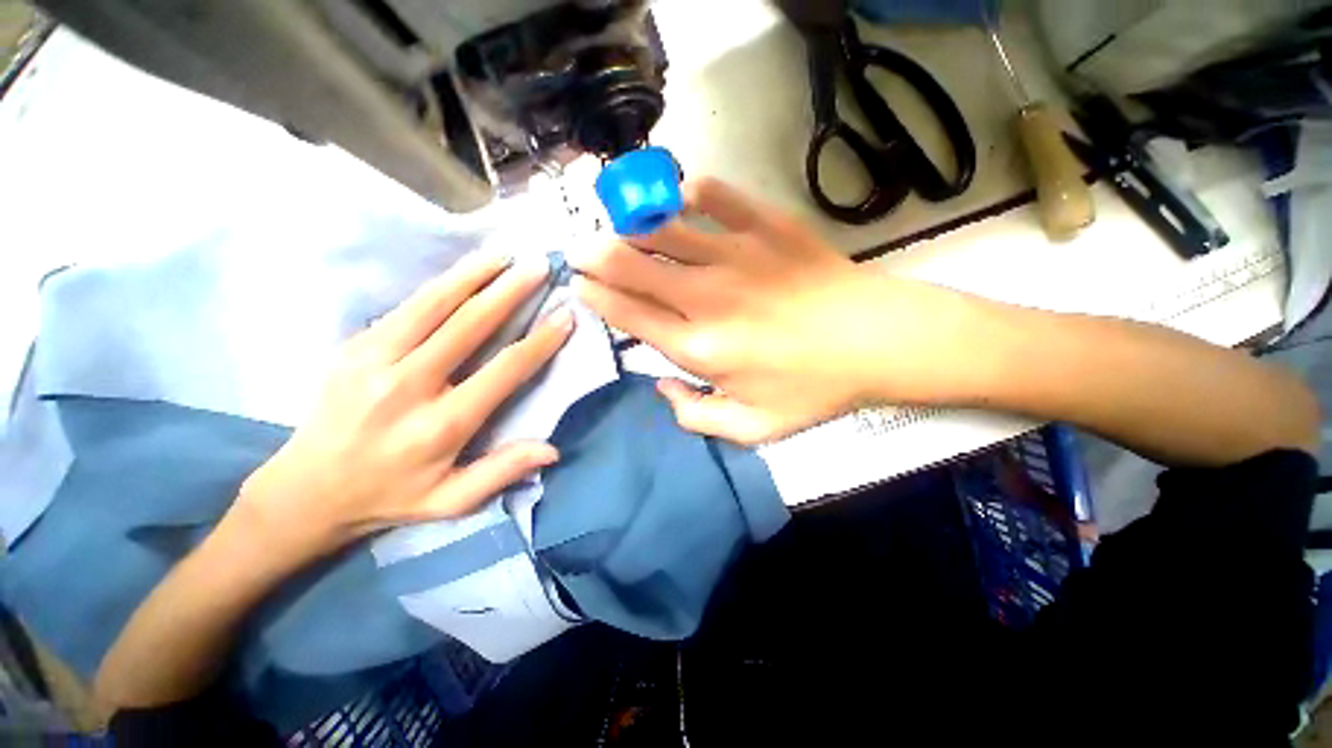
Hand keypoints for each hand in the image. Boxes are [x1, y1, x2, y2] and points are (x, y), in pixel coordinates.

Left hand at [231, 253, 572, 563]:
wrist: (305, 490)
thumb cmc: (390, 496)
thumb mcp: (452, 501)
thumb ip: (502, 471)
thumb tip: (552, 450)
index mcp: (441, 424)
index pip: (504, 370)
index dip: (539, 341)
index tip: (564, 316)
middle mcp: (409, 385)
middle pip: (470, 325)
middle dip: (510, 292)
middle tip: (538, 267)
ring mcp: (374, 360)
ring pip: (434, 304)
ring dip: (474, 275)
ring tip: (504, 255)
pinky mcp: (354, 347)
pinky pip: (407, 307)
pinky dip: (441, 285)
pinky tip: (463, 272)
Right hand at [572, 178, 961, 444]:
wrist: (878, 342)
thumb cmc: (814, 388)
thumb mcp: (752, 428)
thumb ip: (694, 417)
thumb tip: (661, 385)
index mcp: (698, 349)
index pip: (628, 316)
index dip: (596, 296)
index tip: (579, 284)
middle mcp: (705, 299)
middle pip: (631, 265)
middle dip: (595, 254)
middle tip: (580, 248)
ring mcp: (735, 257)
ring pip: (662, 227)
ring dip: (630, 222)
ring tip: (617, 220)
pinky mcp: (766, 227)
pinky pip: (716, 196)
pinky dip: (689, 191)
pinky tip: (678, 195)